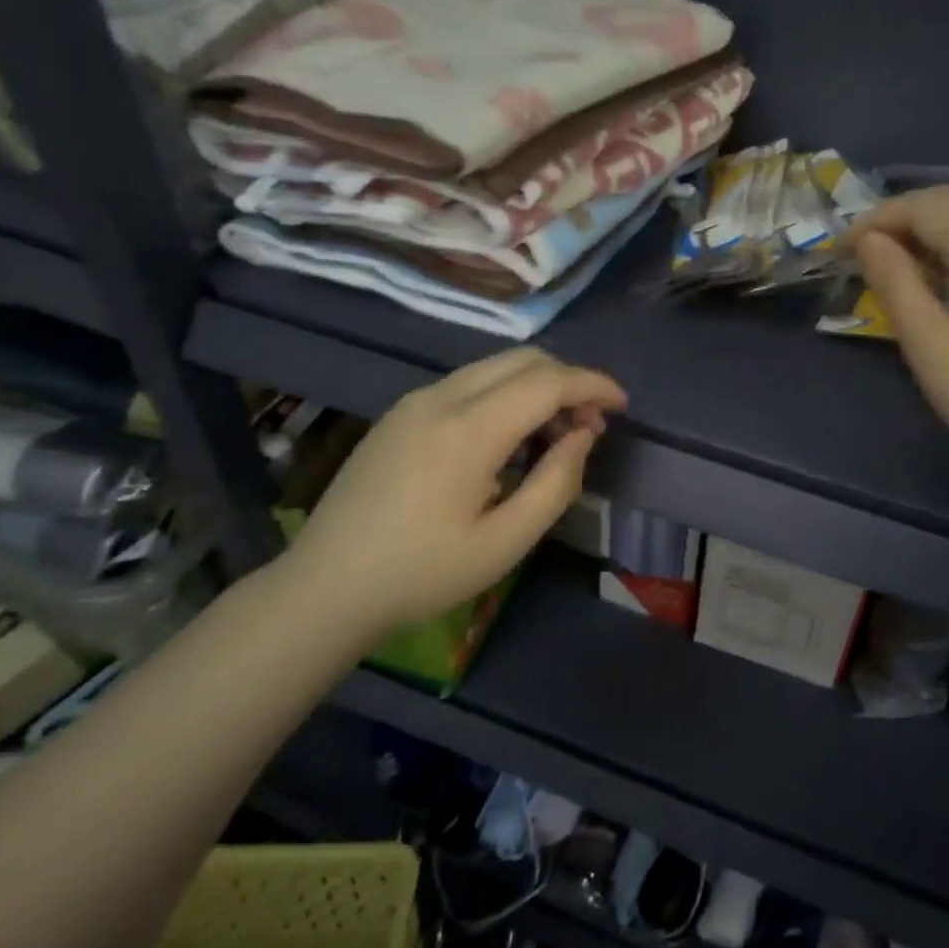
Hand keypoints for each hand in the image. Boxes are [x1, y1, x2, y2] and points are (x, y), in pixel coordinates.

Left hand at [267, 348, 625, 644]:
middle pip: (523, 360)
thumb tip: (582, 436)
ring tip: (554, 438)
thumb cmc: (423, 573)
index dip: (593, 385)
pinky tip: (508, 441)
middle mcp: (441, 398)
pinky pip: (468, 385)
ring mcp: (415, 402)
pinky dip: (505, 397)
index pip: (548, 382)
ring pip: (494, 367)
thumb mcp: (506, 542)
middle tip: (591, 427)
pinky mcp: (400, 414)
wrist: (326, 587)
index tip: (622, 406)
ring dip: (536, 389)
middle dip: (568, 382)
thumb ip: (556, 482)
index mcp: (469, 430)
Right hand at [851, 185, 948, 480]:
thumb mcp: (930, 343)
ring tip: (899, 269)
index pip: (926, 206)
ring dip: (934, 232)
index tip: (843, 249)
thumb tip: (869, 240)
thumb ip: (895, 282)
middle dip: (905, 219)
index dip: (878, 219)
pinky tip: (946, 283)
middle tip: (866, 255)